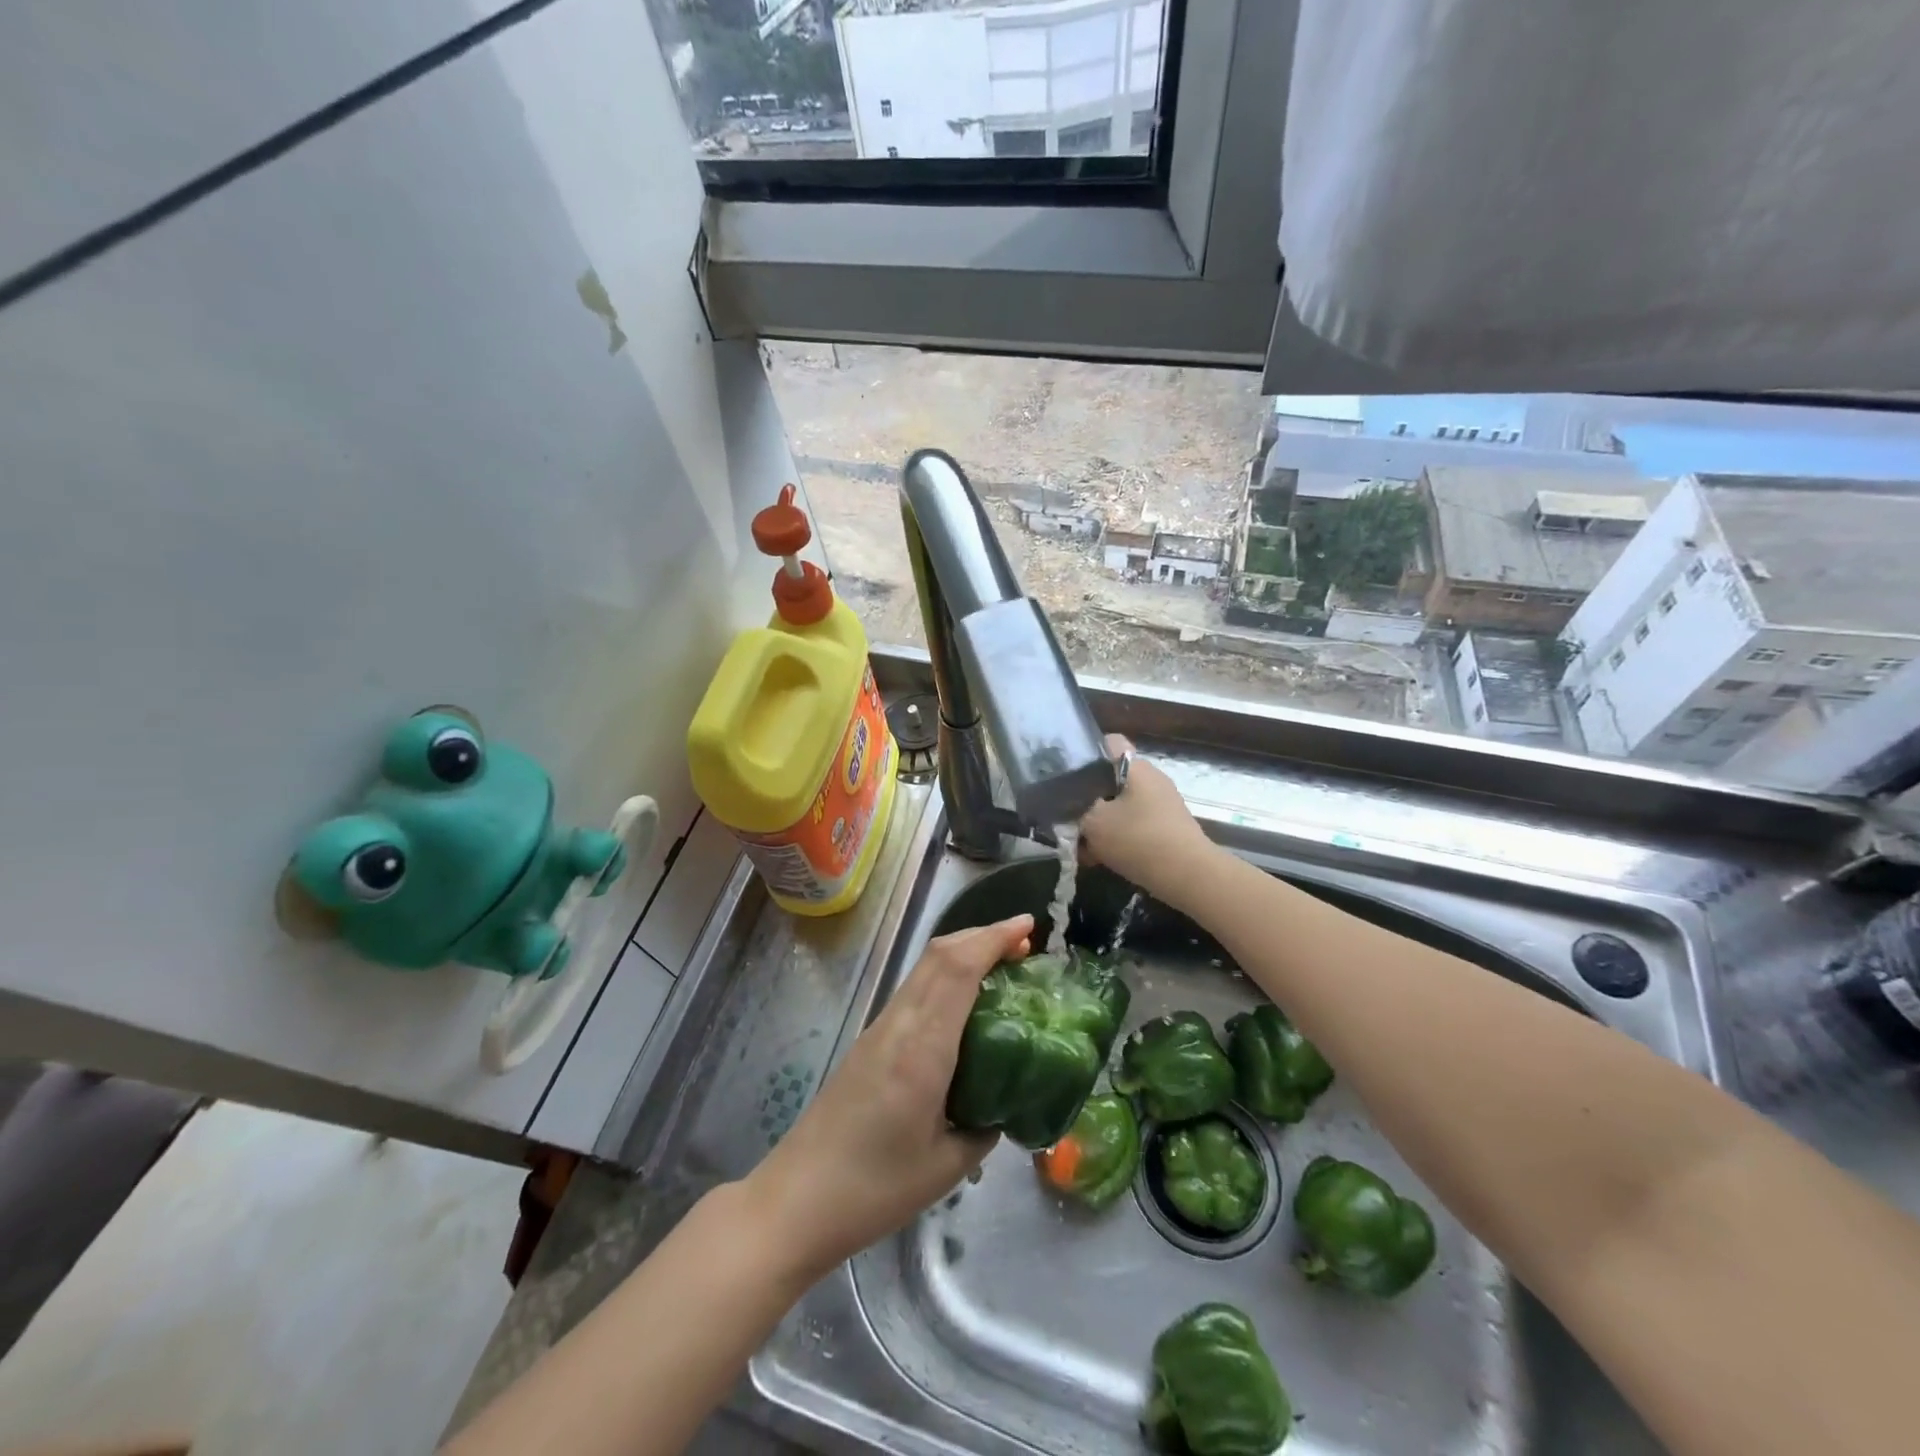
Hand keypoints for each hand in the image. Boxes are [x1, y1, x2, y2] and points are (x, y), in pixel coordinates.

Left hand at [743, 914, 1034, 1279]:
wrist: (797, 1200)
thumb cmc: (875, 1189)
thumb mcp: (947, 1166)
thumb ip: (983, 1128)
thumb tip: (1003, 1105)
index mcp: (922, 1048)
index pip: (959, 969)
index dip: (994, 939)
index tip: (1028, 927)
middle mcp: (899, 1024)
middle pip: (939, 955)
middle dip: (983, 936)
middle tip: (1024, 945)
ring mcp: (880, 1029)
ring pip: (924, 968)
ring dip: (963, 954)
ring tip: (1001, 968)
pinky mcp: (870, 1041)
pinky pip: (914, 990)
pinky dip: (946, 977)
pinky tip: (964, 1004)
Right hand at [1079, 735, 1217, 909]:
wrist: (1189, 877)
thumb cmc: (1139, 840)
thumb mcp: (1093, 822)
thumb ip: (1073, 809)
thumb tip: (1065, 803)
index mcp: (1135, 767)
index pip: (1106, 743)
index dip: (1082, 754)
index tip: (1064, 776)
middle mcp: (1151, 779)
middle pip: (1109, 779)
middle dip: (1087, 799)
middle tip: (1068, 819)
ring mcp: (1161, 804)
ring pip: (1119, 805)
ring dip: (1100, 823)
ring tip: (1082, 847)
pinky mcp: (1166, 827)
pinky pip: (1133, 825)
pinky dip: (1116, 837)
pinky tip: (1100, 859)